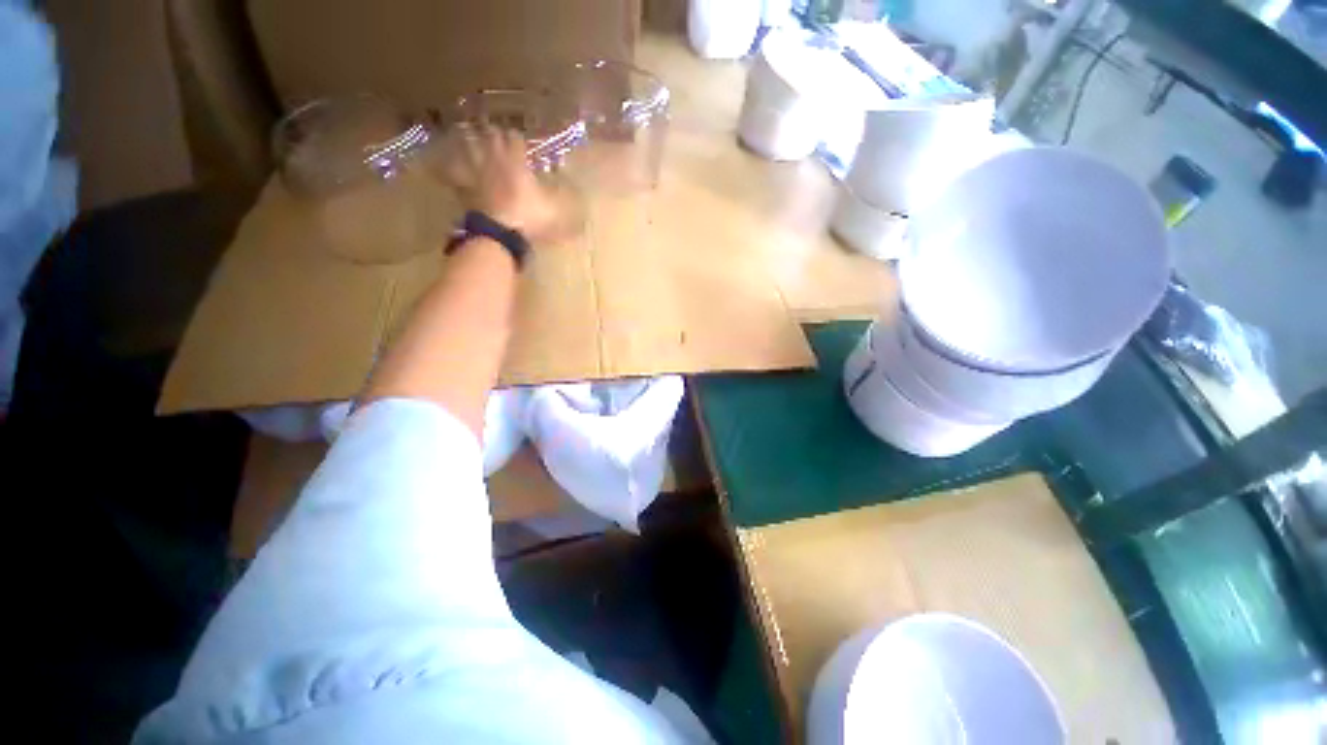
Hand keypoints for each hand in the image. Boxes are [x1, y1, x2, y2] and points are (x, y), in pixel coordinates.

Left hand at [440, 125, 562, 244]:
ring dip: (466, 141)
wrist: (500, 233)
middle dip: (491, 132)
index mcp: (516, 164)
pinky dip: (445, 170)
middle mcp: (495, 163)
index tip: (518, 137)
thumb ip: (568, 207)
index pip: (516, 142)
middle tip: (488, 124)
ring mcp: (477, 175)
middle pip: (490, 140)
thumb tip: (585, 209)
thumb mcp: (555, 212)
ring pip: (469, 151)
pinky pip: (453, 176)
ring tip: (461, 130)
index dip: (517, 139)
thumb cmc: (530, 218)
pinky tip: (436, 165)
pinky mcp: (465, 190)